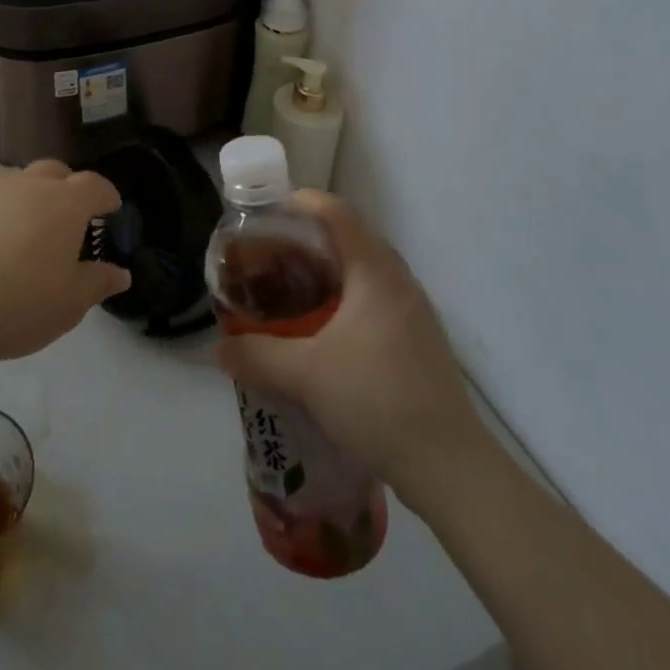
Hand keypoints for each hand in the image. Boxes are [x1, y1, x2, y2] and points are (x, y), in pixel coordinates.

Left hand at [0, 159, 130, 368]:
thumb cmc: (20, 304)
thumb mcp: (71, 303)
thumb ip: (98, 282)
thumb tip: (120, 273)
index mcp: (64, 203)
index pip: (94, 185)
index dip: (106, 195)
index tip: (111, 209)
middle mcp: (28, 185)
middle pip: (55, 172)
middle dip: (68, 187)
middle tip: (70, 218)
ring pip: (17, 182)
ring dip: (28, 197)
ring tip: (27, 231)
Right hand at [216, 190, 480, 497]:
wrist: (450, 468)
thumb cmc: (377, 401)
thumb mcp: (305, 376)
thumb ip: (258, 355)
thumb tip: (219, 348)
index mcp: (374, 271)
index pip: (336, 212)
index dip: (300, 202)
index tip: (267, 214)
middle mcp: (399, 279)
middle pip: (350, 237)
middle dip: (308, 240)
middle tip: (272, 256)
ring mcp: (415, 310)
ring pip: (365, 270)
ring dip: (329, 271)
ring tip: (293, 291)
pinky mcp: (420, 340)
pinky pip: (377, 298)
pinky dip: (347, 298)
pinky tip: (326, 333)